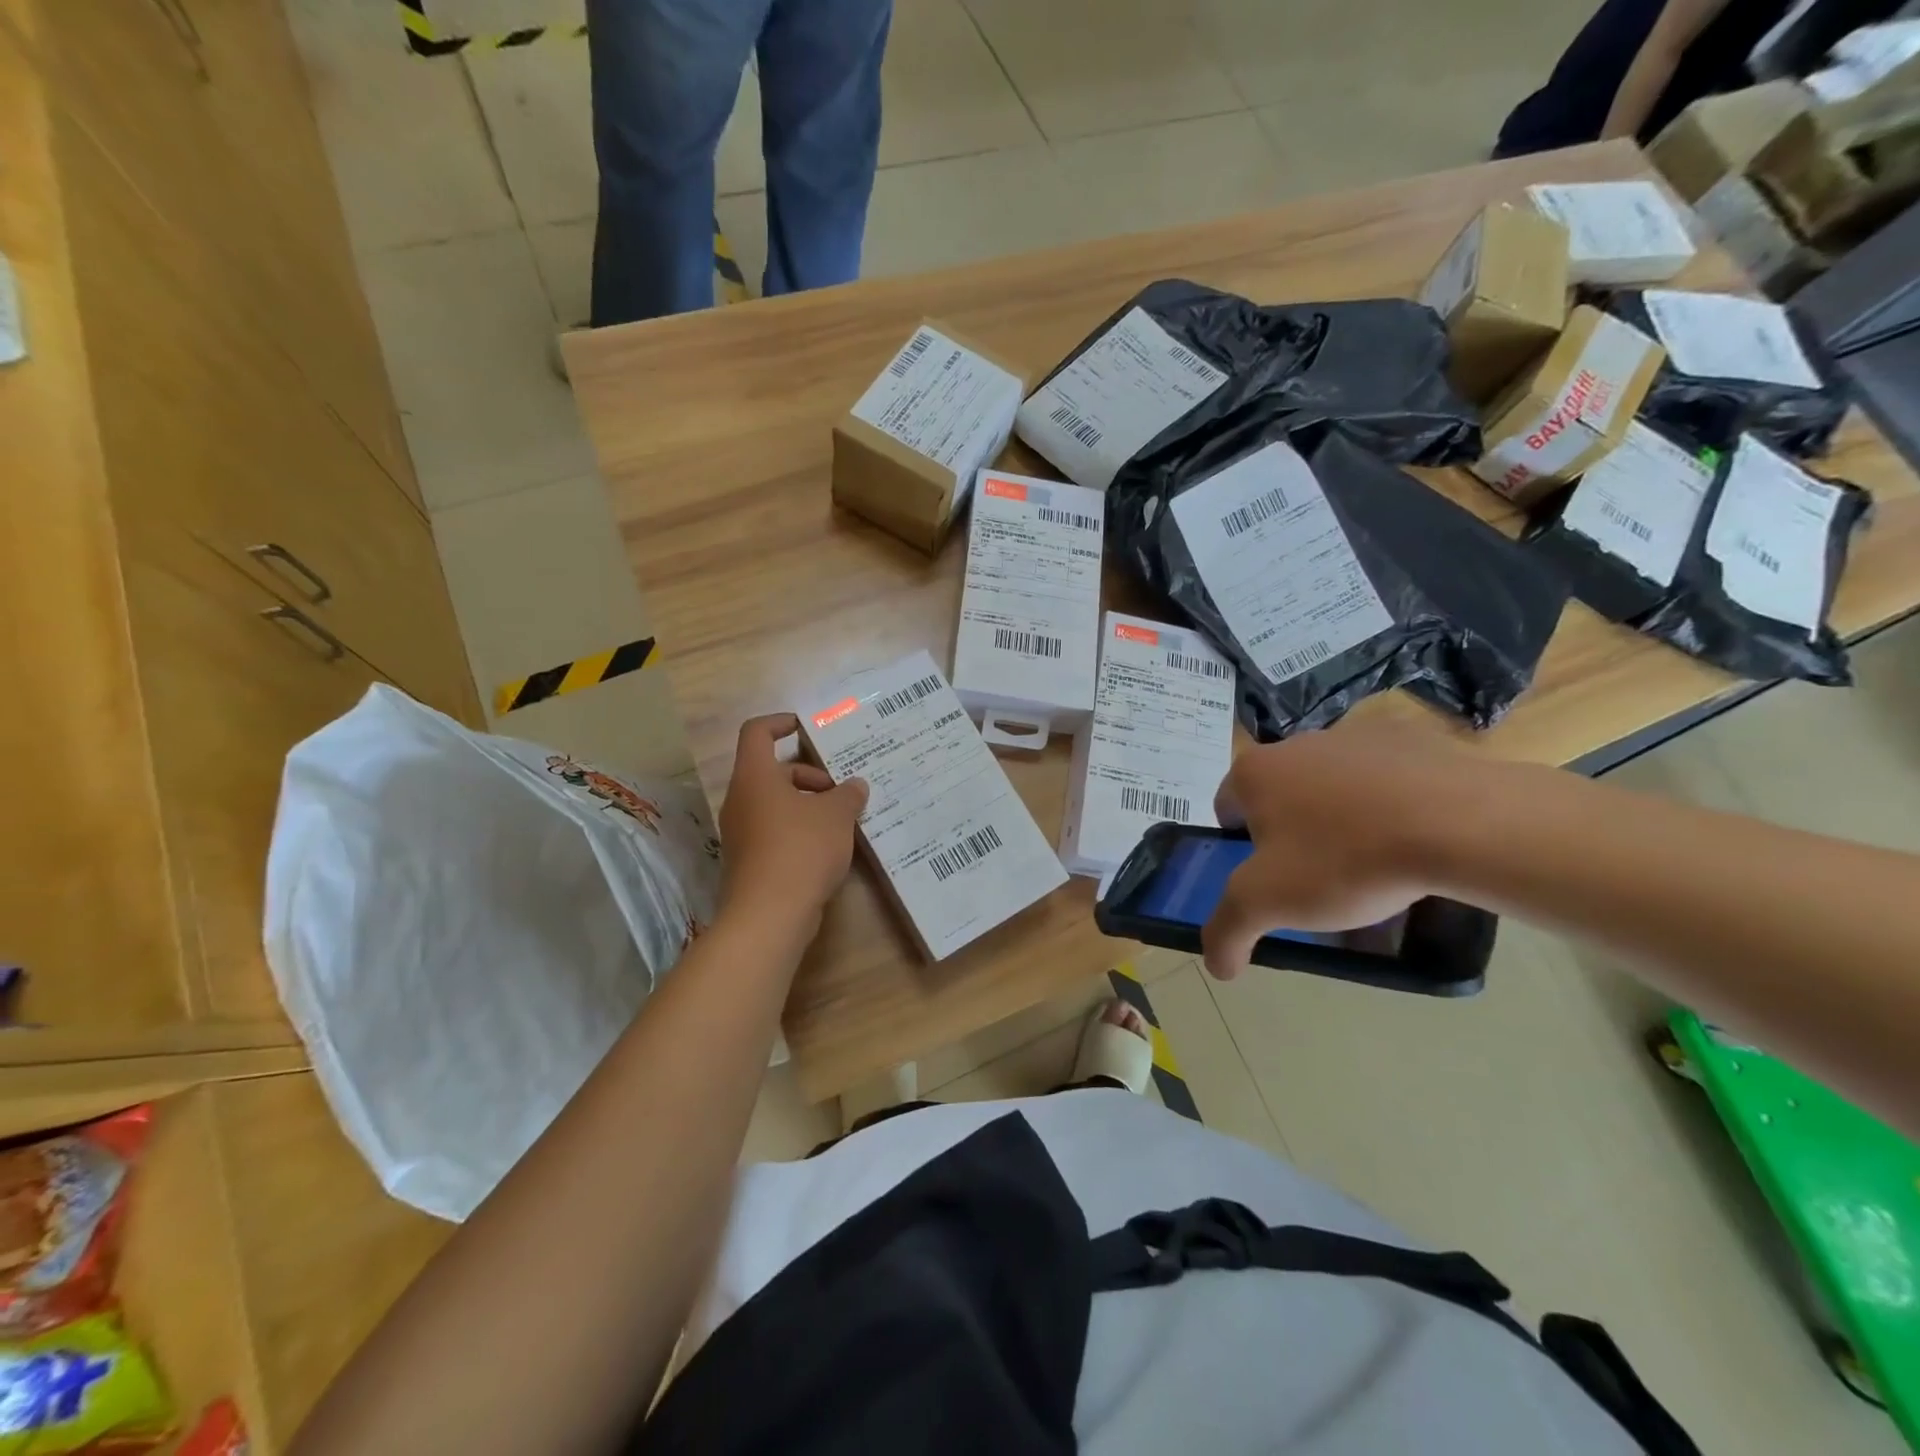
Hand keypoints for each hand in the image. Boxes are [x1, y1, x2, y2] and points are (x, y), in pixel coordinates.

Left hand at [717, 713, 868, 938]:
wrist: (769, 914)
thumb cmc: (801, 849)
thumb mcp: (836, 816)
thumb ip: (848, 795)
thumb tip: (856, 786)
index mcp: (755, 777)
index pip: (757, 733)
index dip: (780, 723)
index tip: (806, 728)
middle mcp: (741, 800)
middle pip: (773, 772)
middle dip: (810, 776)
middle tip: (841, 792)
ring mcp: (741, 832)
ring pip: (775, 804)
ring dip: (808, 805)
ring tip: (842, 821)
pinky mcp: (748, 861)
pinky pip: (775, 832)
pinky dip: (800, 830)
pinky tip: (829, 848)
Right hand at [1202, 721, 1481, 979]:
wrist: (1458, 823)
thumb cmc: (1344, 858)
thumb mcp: (1268, 904)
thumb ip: (1227, 931)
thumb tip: (1216, 965)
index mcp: (1254, 771)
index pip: (1227, 809)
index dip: (1242, 849)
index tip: (1272, 878)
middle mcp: (1296, 743)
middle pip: (1280, 797)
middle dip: (1293, 835)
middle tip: (1320, 878)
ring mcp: (1354, 736)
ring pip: (1332, 787)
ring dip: (1340, 819)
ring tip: (1374, 865)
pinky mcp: (1409, 740)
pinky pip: (1384, 779)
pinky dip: (1388, 805)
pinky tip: (1411, 839)